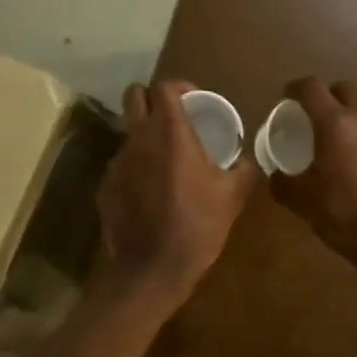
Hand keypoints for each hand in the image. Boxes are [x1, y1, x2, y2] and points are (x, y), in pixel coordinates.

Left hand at [97, 80, 258, 308]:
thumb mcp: (232, 197)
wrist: (150, 269)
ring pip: (129, 132)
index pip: (164, 86)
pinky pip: (122, 163)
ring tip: (166, 161)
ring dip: (146, 136)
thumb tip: (250, 160)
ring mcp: (117, 161)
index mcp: (170, 132)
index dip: (180, 87)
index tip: (195, 100)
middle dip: (153, 98)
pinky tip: (151, 191)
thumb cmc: (197, 225)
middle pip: (134, 95)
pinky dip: (136, 167)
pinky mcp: (106, 185)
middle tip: (174, 117)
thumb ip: (244, 170)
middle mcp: (139, 138)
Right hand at [268, 77, 356, 269]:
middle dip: (329, 96)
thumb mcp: (302, 201)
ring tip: (344, 146)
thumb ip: (283, 182)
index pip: (312, 88)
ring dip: (353, 120)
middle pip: (346, 89)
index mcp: (336, 123)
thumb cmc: (344, 214)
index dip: (296, 88)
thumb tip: (276, 175)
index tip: (288, 96)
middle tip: (318, 117)